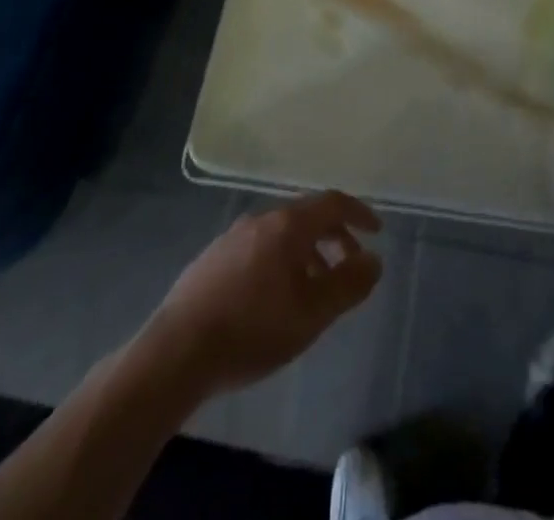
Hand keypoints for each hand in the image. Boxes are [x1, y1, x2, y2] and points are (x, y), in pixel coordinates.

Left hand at [143, 190, 382, 397]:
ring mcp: (233, 236)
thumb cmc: (253, 329)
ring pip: (281, 234)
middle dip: (334, 237)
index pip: (333, 203)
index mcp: (289, 224)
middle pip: (307, 216)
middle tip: (349, 265)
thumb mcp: (312, 314)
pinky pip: (258, 248)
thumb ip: (348, 285)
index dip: (358, 214)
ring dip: (306, 253)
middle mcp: (262, 219)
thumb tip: (375, 260)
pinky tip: (273, 297)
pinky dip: (280, 261)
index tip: (376, 232)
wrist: (177, 350)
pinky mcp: (212, 258)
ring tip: (313, 289)